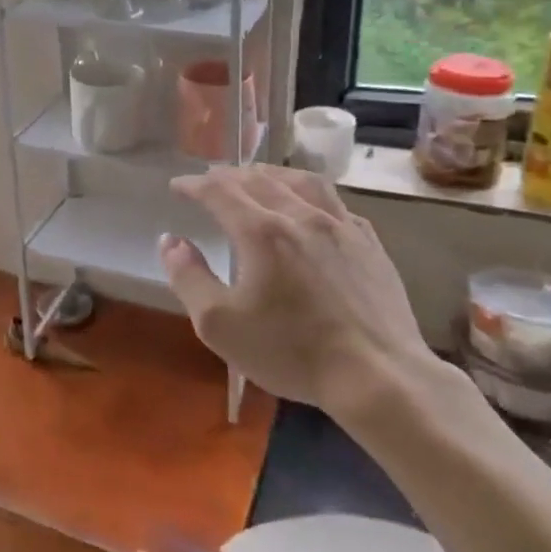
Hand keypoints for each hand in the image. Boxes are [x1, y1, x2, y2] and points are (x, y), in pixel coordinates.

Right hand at [158, 164, 429, 419]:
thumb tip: (170, 241)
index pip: (219, 190)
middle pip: (258, 179)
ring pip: (301, 182)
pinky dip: (310, 195)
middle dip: (228, 175)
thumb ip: (188, 277)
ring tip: (257, 178)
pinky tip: (310, 208)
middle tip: (210, 180)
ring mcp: (341, 227)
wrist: (380, 377)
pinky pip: (335, 203)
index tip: (177, 185)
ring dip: (271, 174)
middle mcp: (300, 216)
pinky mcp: (370, 245)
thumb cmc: (291, 352)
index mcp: (261, 231)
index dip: (194, 184)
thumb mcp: (219, 324)